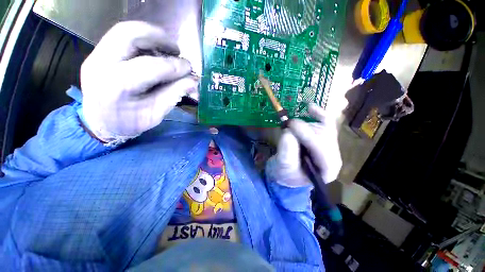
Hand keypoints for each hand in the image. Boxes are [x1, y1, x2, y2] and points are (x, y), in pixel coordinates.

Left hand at [81, 21, 197, 143]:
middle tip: (177, 49)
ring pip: (124, 31)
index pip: (150, 67)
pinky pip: (121, 37)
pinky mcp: (98, 53)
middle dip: (158, 37)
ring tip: (168, 49)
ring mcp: (95, 56)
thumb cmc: (129, 123)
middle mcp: (101, 65)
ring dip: (151, 35)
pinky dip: (142, 40)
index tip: (189, 68)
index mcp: (116, 87)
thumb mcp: (155, 114)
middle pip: (128, 34)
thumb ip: (174, 95)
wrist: (100, 123)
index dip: (174, 66)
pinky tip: (155, 52)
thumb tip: (192, 81)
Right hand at [266, 104, 341, 186]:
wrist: (287, 174)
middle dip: (304, 129)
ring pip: (322, 127)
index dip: (306, 134)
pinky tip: (310, 107)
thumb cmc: (286, 174)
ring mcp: (329, 145)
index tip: (290, 125)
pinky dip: (318, 114)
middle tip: (287, 126)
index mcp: (327, 168)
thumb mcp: (284, 167)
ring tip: (290, 127)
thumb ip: (287, 152)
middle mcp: (333, 155)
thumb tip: (288, 133)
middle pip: (324, 135)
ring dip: (305, 125)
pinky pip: (325, 122)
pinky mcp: (323, 138)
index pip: (321, 148)